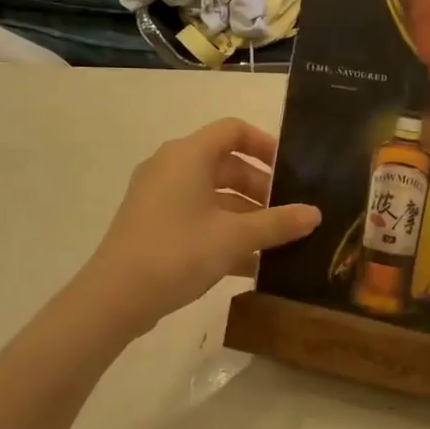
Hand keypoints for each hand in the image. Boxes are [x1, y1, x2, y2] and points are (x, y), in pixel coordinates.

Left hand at [84, 119, 318, 335]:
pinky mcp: (152, 225)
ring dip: (244, 213)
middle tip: (286, 213)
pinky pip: (196, 216)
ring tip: (274, 241)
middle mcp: (171, 167)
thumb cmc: (178, 252)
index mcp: (189, 155)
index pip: (233, 130)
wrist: (114, 298)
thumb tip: (315, 214)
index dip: (264, 144)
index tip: (290, 170)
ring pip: (212, 194)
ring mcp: (158, 197)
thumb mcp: (235, 237)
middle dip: (260, 187)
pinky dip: (223, 230)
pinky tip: (248, 264)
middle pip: (225, 164)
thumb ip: (278, 223)